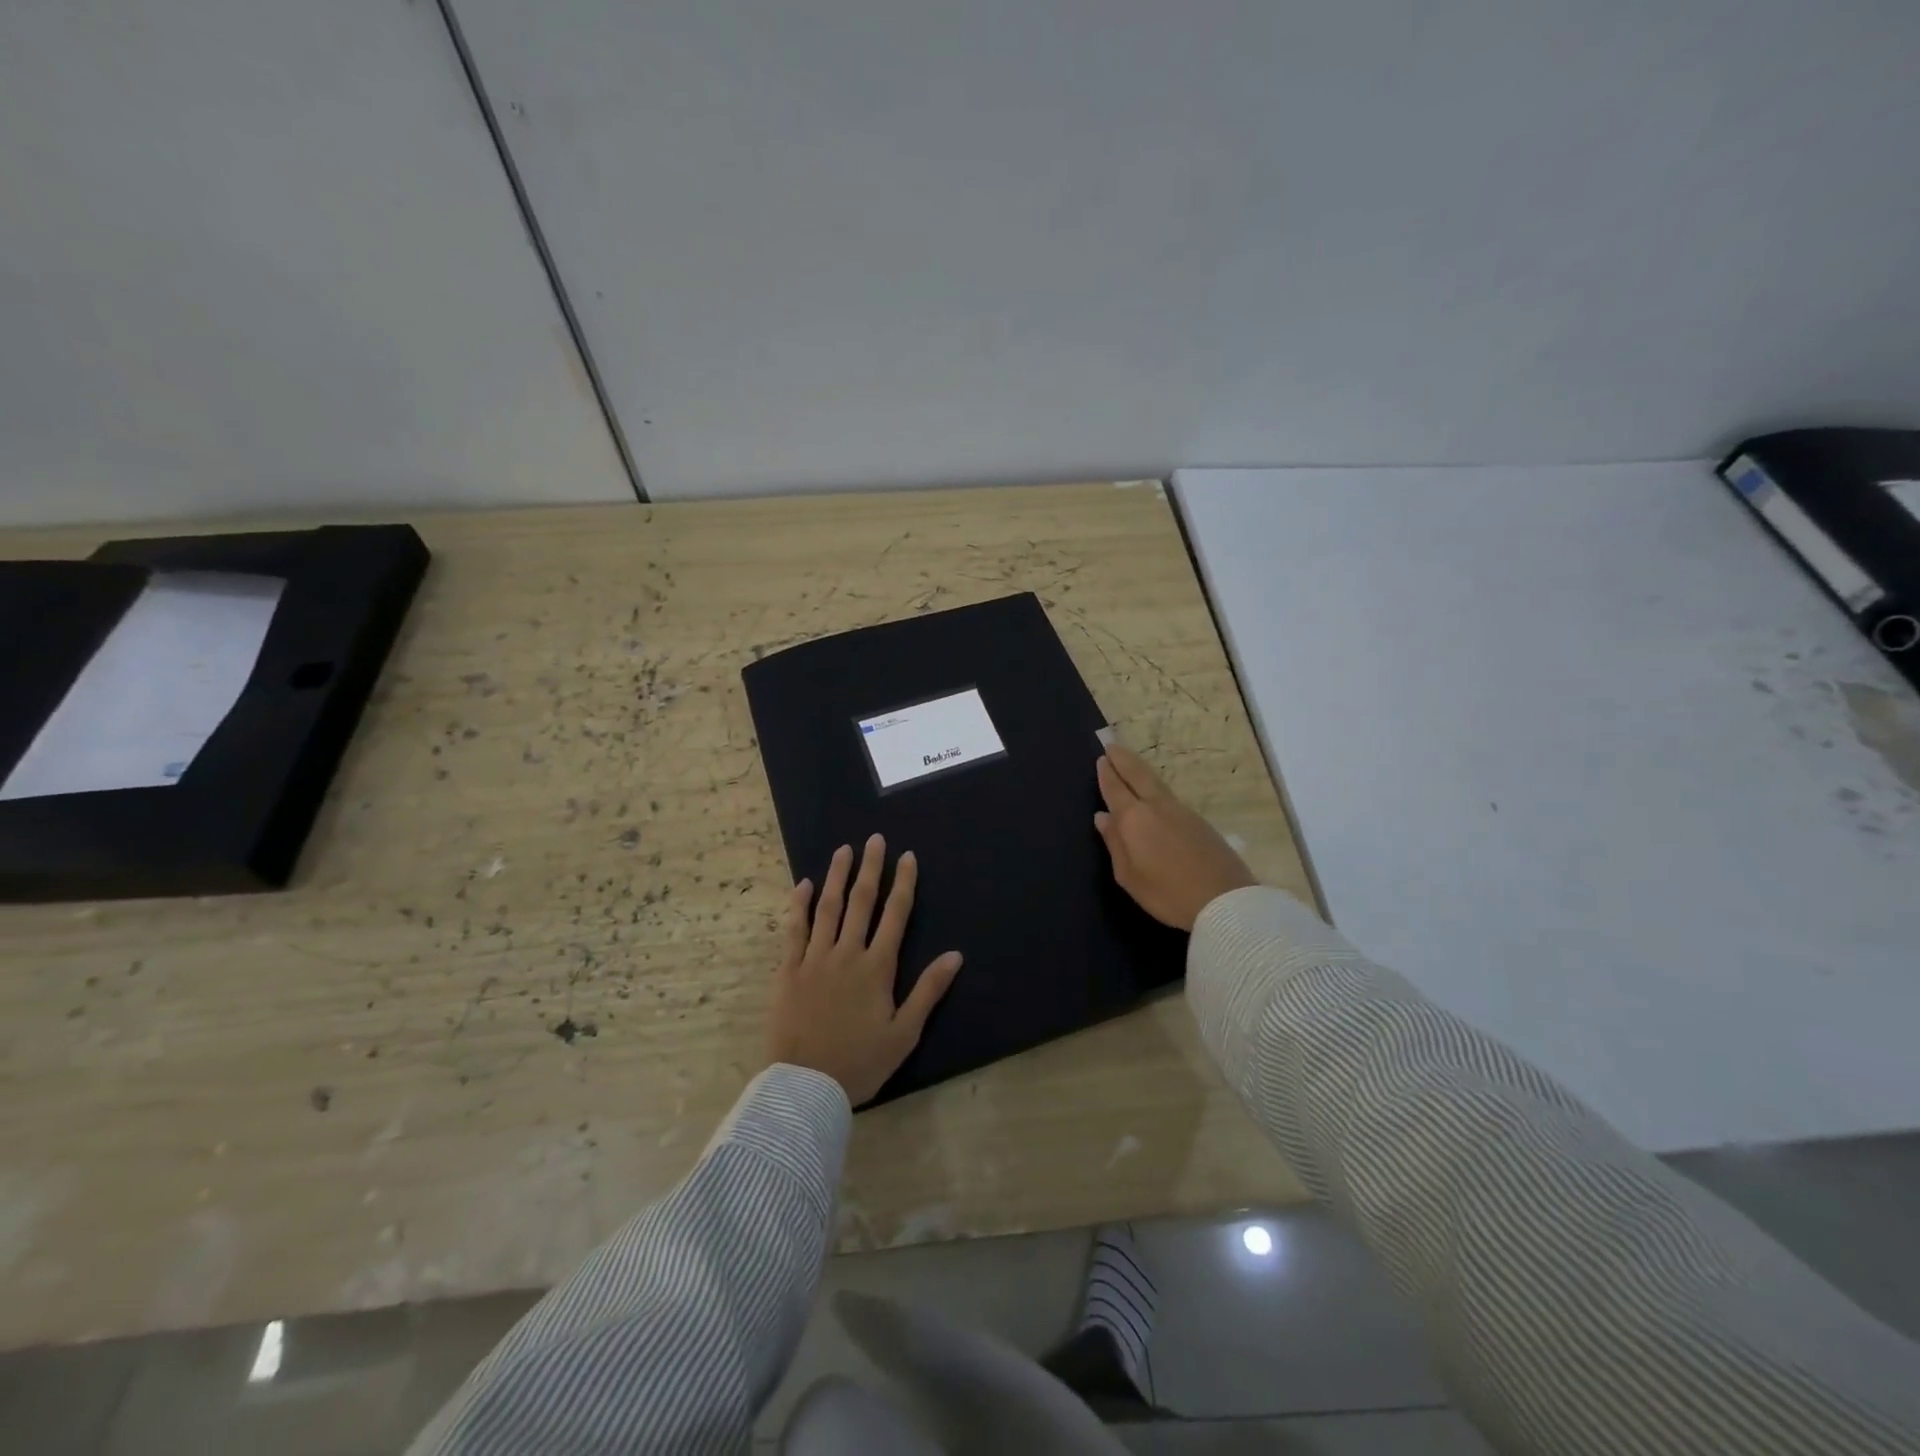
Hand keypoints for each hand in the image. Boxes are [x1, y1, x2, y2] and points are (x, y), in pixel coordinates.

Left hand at [766, 834, 963, 1105]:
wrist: (805, 1086)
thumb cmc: (860, 1062)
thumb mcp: (904, 1033)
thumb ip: (928, 990)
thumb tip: (956, 955)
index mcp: (877, 967)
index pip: (895, 914)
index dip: (903, 883)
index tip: (907, 857)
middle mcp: (847, 953)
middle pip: (862, 902)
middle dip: (871, 868)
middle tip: (874, 839)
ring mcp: (815, 959)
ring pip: (828, 908)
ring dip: (837, 876)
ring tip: (844, 850)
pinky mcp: (788, 970)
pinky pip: (794, 930)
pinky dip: (799, 905)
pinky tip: (804, 885)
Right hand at [1095, 743, 1256, 930]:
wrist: (1224, 901)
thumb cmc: (1167, 893)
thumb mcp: (1129, 876)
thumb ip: (1114, 843)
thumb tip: (1102, 816)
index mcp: (1135, 819)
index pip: (1116, 789)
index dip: (1107, 773)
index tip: (1101, 758)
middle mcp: (1157, 807)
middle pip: (1138, 775)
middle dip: (1123, 759)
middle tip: (1112, 745)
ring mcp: (1182, 811)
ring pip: (1156, 782)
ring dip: (1140, 769)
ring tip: (1130, 763)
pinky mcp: (1199, 821)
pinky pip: (1169, 795)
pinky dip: (1155, 786)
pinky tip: (1153, 792)